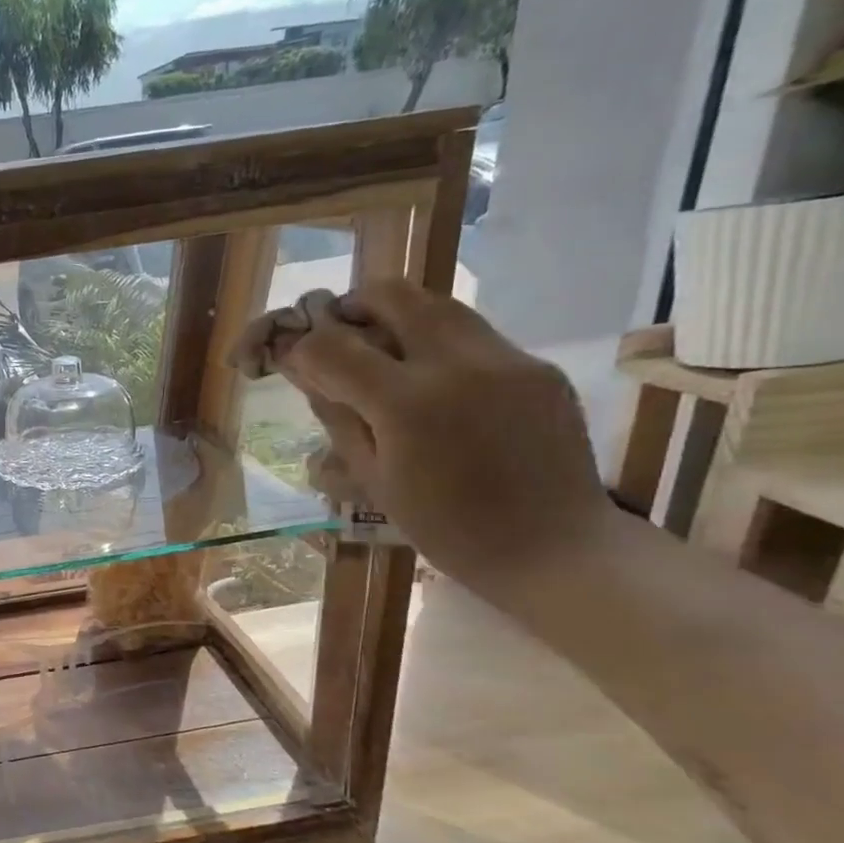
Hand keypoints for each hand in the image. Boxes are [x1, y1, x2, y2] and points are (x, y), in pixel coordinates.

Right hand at [275, 282, 616, 598]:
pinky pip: (474, 335)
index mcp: (407, 404)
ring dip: (397, 318)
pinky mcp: (536, 366)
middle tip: (336, 336)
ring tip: (381, 353)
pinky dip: (437, 345)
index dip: (301, 348)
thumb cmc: (444, 527)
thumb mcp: (372, 477)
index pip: (331, 346)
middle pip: (390, 296)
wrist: (552, 546)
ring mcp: (506, 359)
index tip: (291, 361)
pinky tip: (433, 385)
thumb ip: (337, 414)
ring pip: (437, 305)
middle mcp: (458, 365)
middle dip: (351, 308)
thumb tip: (305, 370)